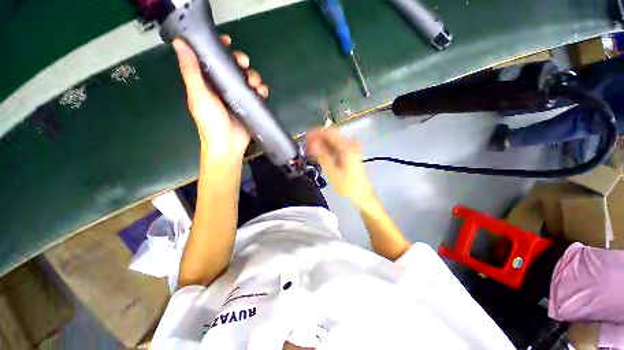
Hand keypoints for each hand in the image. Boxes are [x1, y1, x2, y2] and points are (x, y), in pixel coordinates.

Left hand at [173, 36, 268, 157]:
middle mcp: (223, 87)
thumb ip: (191, 71)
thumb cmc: (210, 122)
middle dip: (241, 62)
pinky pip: (257, 94)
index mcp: (208, 82)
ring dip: (253, 77)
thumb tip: (180, 43)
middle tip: (244, 64)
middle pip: (233, 68)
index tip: (227, 42)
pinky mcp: (250, 106)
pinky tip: (262, 92)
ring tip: (256, 84)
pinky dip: (262, 90)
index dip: (220, 49)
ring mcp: (238, 97)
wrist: (227, 145)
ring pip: (247, 79)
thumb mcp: (198, 96)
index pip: (213, 60)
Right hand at [306, 128, 373, 206]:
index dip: (316, 133)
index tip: (306, 137)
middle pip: (331, 134)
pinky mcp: (350, 153)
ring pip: (333, 140)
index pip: (329, 133)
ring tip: (311, 150)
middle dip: (318, 138)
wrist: (362, 194)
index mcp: (347, 147)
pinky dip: (327, 148)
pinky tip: (320, 154)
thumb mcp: (333, 172)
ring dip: (321, 143)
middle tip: (307, 145)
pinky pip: (336, 146)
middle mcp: (350, 144)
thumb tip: (312, 143)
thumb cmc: (348, 186)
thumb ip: (322, 156)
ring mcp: (351, 148)